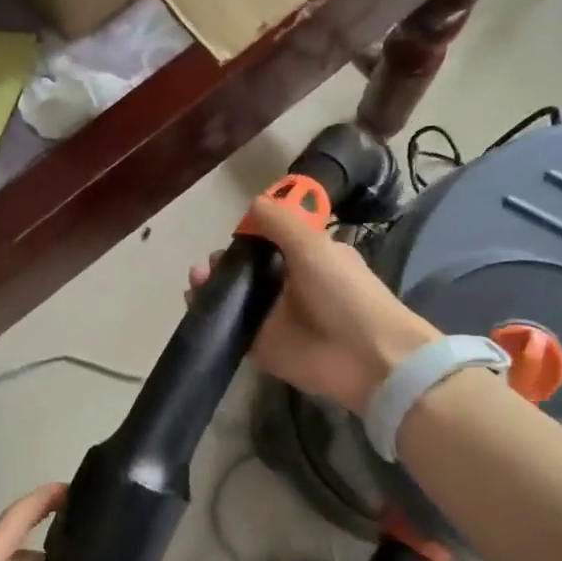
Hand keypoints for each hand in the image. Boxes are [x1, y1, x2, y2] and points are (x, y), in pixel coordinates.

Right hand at [191, 199, 437, 415]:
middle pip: (247, 270)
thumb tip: (253, 203)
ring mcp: (274, 318)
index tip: (231, 234)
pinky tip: (196, 304)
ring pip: (235, 298)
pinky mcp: (261, 346)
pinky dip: (211, 317)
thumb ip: (280, 223)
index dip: (249, 235)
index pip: (271, 241)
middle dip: (224, 263)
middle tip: (207, 265)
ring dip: (212, 286)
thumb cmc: (344, 294)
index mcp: (308, 258)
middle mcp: (289, 286)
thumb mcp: (314, 246)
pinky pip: (231, 328)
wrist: (365, 357)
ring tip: (196, 281)